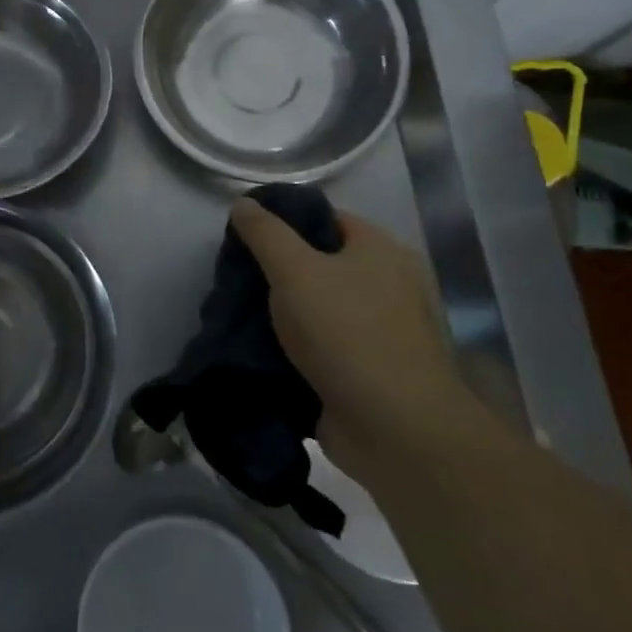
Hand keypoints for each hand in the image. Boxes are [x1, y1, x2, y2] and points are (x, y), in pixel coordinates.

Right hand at [230, 198, 467, 450]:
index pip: (324, 218)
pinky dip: (295, 347)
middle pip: (320, 263)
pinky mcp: (368, 370)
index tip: (243, 236)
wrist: (394, 429)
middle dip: (278, 272)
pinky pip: (322, 346)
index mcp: (379, 249)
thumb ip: (265, 233)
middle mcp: (387, 284)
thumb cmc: (346, 333)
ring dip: (283, 314)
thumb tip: (243, 202)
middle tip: (236, 278)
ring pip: (318, 308)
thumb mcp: (294, 270)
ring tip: (239, 314)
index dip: (283, 222)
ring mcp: (380, 330)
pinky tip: (259, 349)